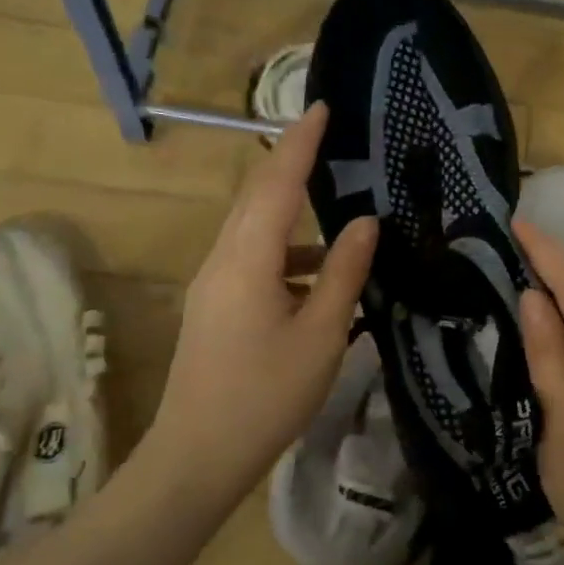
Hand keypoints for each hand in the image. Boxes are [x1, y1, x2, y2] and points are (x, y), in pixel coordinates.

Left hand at [142, 103, 375, 503]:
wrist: (198, 457)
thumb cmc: (266, 394)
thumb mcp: (321, 333)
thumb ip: (343, 272)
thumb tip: (365, 223)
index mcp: (246, 260)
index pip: (275, 183)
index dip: (300, 143)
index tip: (322, 107)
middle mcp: (222, 261)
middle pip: (257, 198)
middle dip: (291, 164)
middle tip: (329, 141)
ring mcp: (213, 286)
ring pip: (255, 231)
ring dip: (293, 216)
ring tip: (339, 214)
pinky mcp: (215, 308)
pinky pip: (253, 261)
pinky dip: (288, 255)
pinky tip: (320, 278)